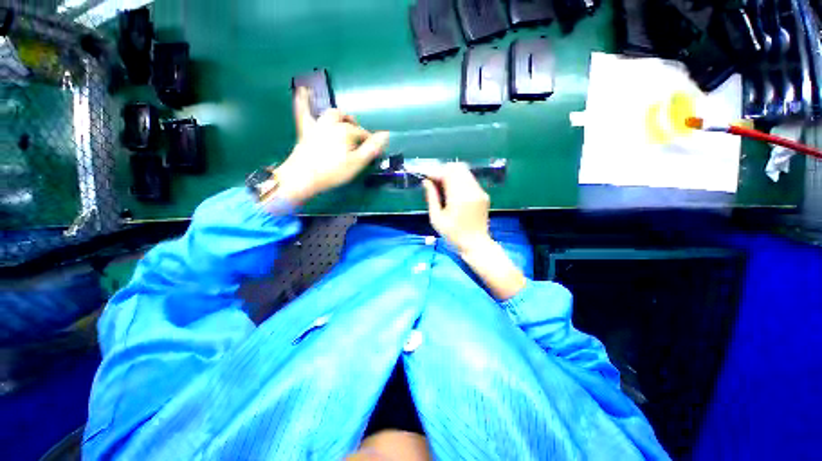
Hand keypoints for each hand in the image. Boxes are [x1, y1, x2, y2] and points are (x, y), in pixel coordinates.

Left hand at [274, 88, 388, 204]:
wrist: (303, 176)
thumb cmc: (333, 171)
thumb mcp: (357, 163)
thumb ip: (371, 148)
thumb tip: (386, 134)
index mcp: (346, 131)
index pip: (362, 133)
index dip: (368, 141)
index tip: (371, 150)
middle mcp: (332, 123)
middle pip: (347, 120)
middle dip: (354, 126)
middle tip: (358, 136)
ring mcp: (317, 125)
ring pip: (330, 114)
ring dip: (339, 116)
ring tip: (344, 121)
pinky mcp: (305, 130)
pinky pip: (303, 111)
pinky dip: (303, 100)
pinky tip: (303, 89)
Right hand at [423, 163, 525, 299]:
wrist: (476, 245)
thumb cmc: (453, 235)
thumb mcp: (436, 219)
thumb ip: (432, 197)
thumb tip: (426, 181)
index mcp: (459, 197)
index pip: (447, 173)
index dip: (435, 172)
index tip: (426, 176)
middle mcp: (472, 190)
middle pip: (457, 167)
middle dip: (443, 170)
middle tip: (434, 181)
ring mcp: (480, 191)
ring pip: (465, 172)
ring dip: (452, 174)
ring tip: (442, 186)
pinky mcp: (483, 194)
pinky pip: (470, 180)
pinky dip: (460, 180)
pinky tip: (453, 191)